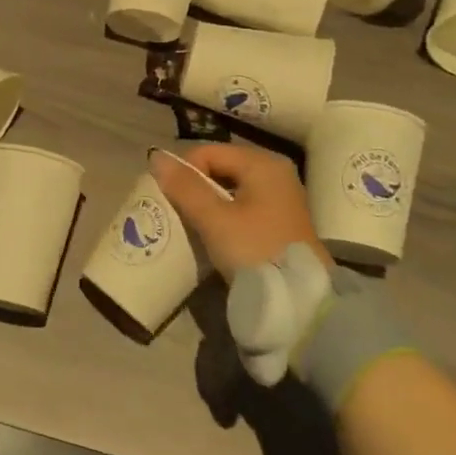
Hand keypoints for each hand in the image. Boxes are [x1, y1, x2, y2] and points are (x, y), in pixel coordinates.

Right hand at [151, 141, 329, 279]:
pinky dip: (224, 214)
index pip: (208, 152)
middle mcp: (275, 172)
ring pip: (230, 188)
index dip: (184, 171)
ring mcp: (281, 197)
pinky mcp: (280, 220)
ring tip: (191, 223)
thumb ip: (185, 187)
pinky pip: (242, 205)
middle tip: (176, 211)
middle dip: (195, 186)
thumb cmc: (255, 251)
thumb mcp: (214, 219)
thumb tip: (156, 156)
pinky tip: (213, 233)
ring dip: (207, 202)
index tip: (169, 199)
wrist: (299, 302)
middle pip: (220, 167)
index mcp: (262, 164)